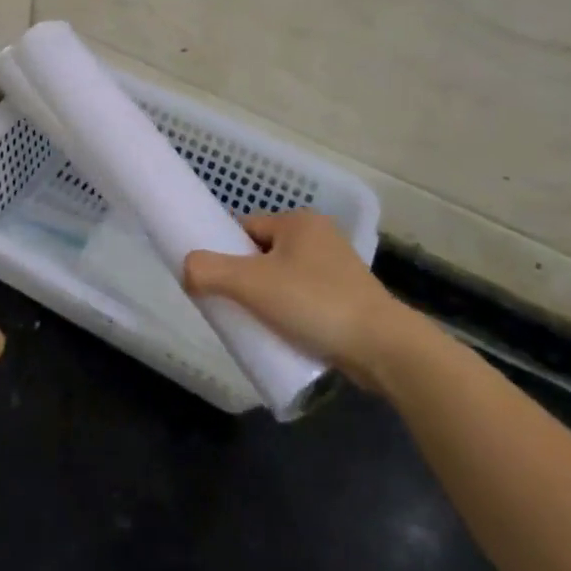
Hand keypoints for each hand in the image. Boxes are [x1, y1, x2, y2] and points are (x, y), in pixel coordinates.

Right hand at [183, 211, 424, 389]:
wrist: (384, 349)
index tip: (214, 281)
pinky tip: (282, 333)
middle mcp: (319, 236)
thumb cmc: (314, 303)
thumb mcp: (252, 284)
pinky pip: (303, 298)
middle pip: (261, 254)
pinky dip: (289, 312)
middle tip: (232, 306)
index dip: (225, 252)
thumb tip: (185, 268)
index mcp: (299, 221)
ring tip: (256, 324)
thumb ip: (209, 271)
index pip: (244, 228)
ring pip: (282, 278)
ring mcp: (337, 268)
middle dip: (245, 279)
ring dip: (266, 298)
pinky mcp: (348, 298)